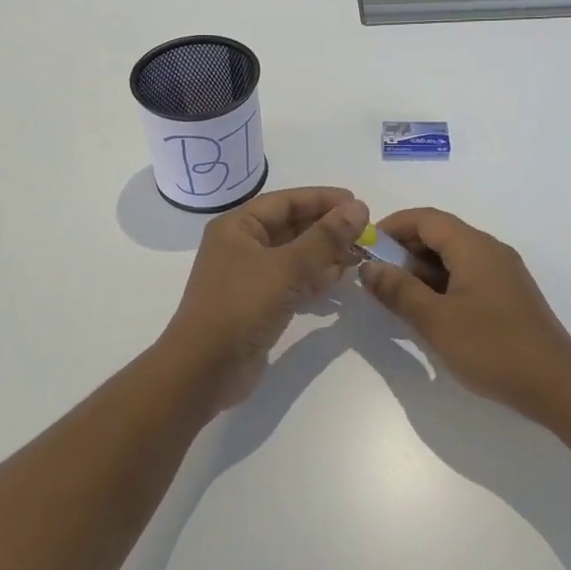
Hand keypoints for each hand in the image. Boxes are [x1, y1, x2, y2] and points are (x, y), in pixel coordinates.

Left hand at [162, 187, 369, 406]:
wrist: (205, 370)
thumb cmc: (241, 306)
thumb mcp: (286, 267)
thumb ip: (325, 238)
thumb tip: (358, 207)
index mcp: (237, 227)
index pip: (285, 202)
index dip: (322, 199)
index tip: (357, 204)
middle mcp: (241, 246)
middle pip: (291, 227)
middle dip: (327, 228)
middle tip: (365, 232)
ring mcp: (249, 277)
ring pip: (294, 255)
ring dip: (325, 254)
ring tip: (359, 255)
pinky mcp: (258, 304)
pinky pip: (292, 281)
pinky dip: (315, 278)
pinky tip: (340, 279)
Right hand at [358, 207, 570, 416]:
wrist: (556, 385)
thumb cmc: (492, 348)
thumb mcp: (436, 321)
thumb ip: (399, 291)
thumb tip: (369, 267)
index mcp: (474, 247)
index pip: (426, 218)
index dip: (392, 226)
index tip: (365, 247)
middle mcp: (490, 250)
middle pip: (440, 234)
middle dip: (404, 249)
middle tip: (376, 276)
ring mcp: (502, 272)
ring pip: (453, 256)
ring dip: (422, 269)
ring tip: (397, 296)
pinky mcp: (508, 294)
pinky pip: (467, 274)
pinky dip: (442, 283)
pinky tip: (429, 310)